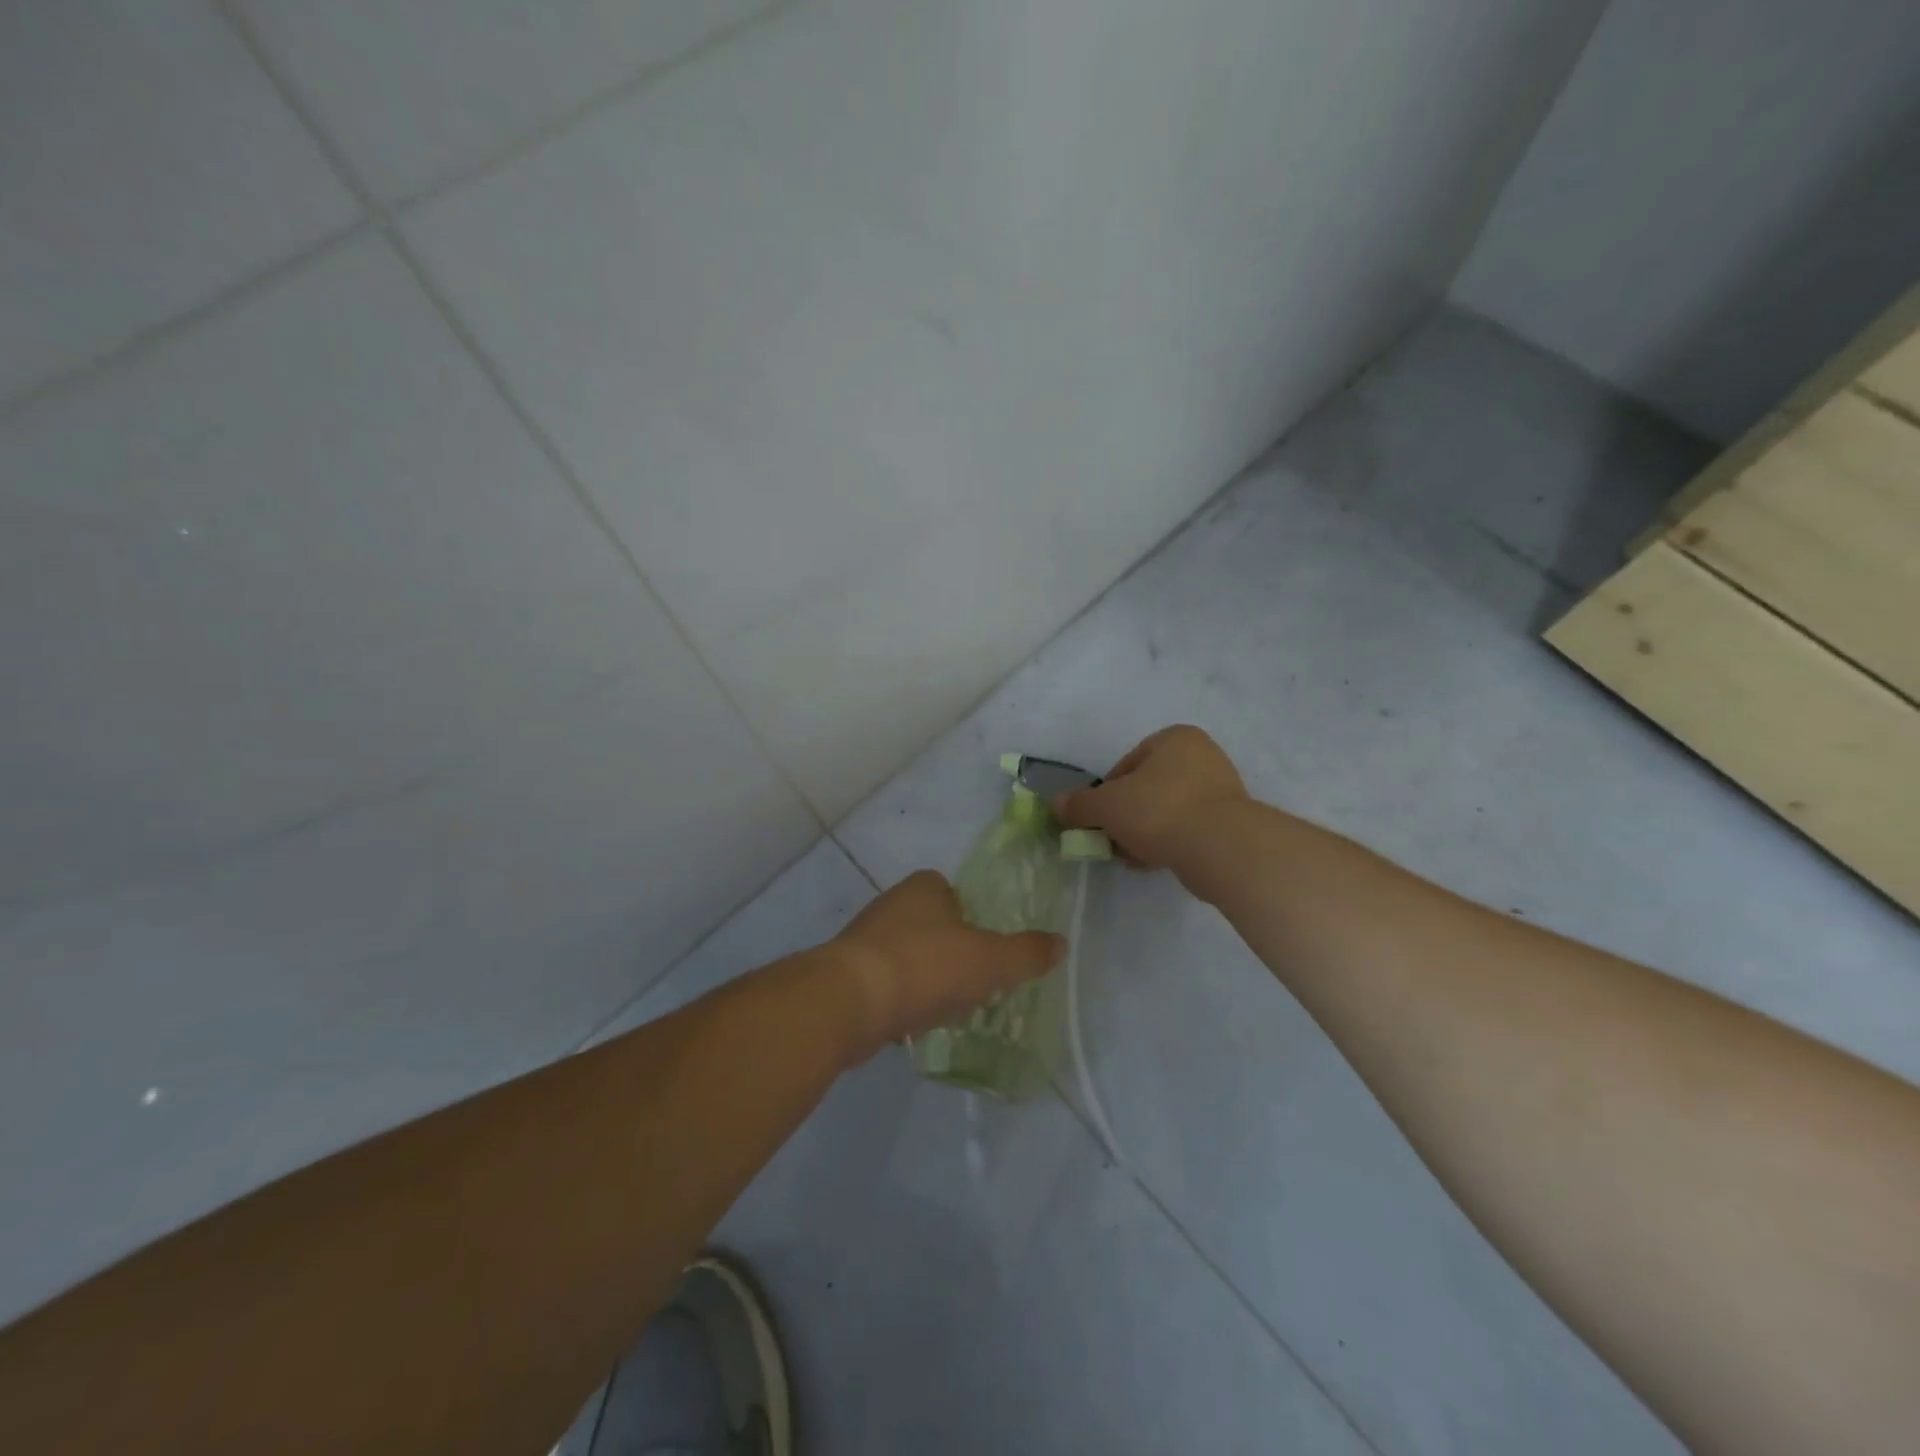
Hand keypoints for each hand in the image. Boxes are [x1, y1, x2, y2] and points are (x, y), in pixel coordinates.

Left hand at [829, 870, 1063, 1061]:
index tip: (986, 950)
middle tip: (972, 984)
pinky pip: (885, 983)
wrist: (849, 1001)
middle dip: (950, 953)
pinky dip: (901, 1000)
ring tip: (945, 1009)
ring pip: (907, 956)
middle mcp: (891, 903)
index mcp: (924, 887)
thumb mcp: (990, 960)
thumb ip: (1027, 953)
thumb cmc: (926, 966)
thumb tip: (1060, 943)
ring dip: (925, 979)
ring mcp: (864, 938)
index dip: (973, 919)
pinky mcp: (846, 973)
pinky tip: (912, 1023)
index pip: (954, 893)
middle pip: (932, 925)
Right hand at [1054, 725, 1247, 870]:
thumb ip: (1079, 804)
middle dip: (1127, 816)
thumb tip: (1056, 804)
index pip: (1127, 765)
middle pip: (1148, 788)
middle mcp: (1203, 756)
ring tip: (1133, 856)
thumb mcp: (1106, 806)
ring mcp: (1222, 789)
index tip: (1099, 819)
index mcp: (1175, 738)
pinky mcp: (1231, 821)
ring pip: (1167, 811)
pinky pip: (1189, 829)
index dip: (1106, 794)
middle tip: (1113, 840)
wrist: (1221, 848)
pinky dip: (1170, 842)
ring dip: (1146, 832)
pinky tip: (1156, 861)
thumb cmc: (1159, 811)